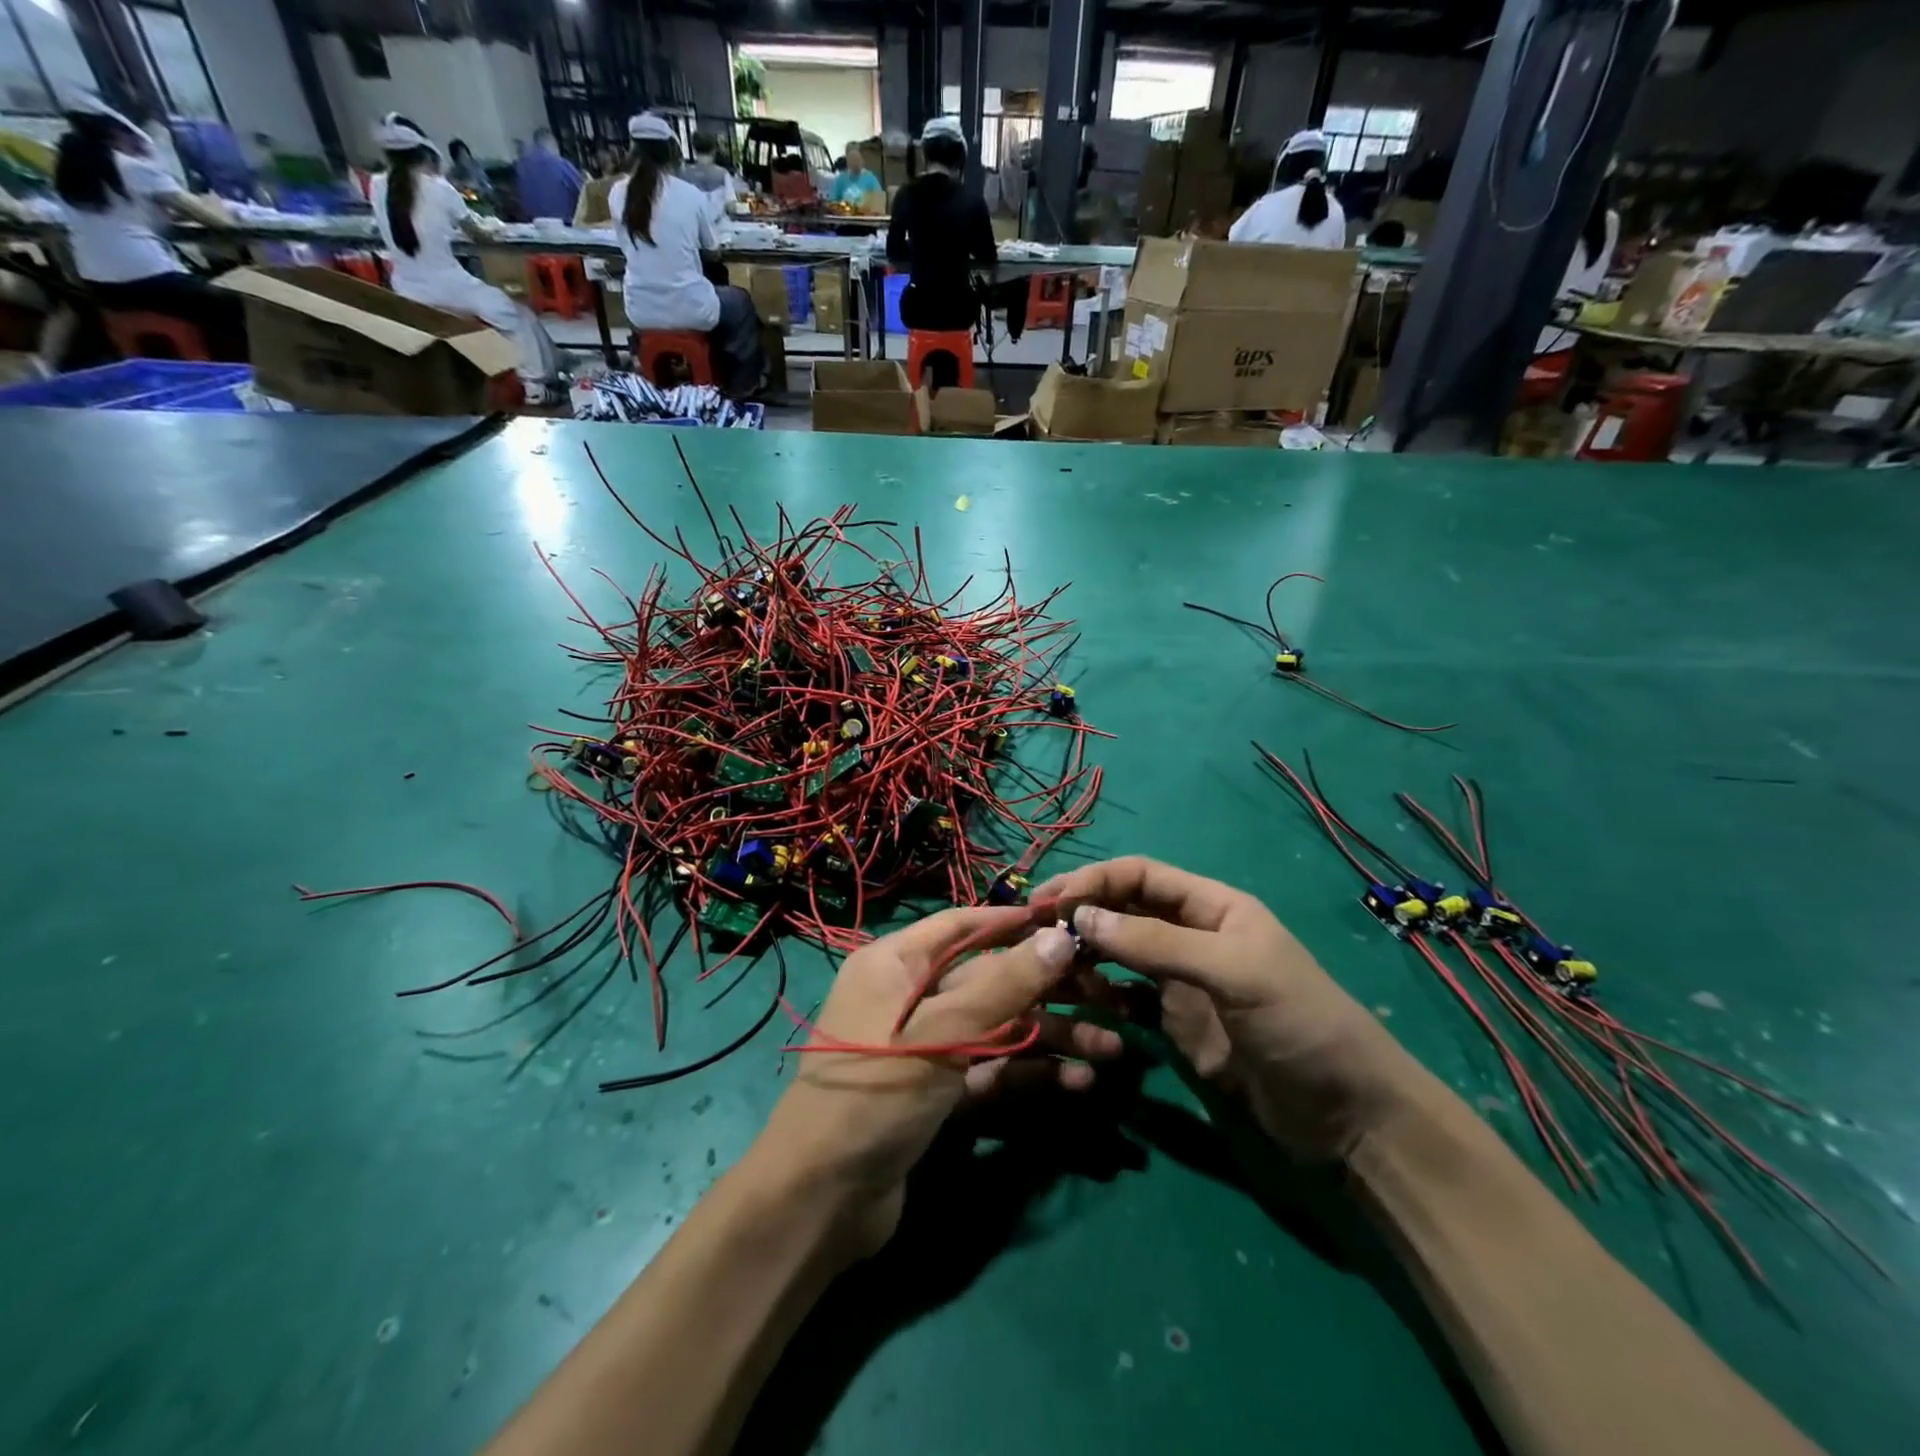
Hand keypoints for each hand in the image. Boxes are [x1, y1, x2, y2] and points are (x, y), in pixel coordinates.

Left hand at [756, 906, 1120, 1257]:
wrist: (820, 1202)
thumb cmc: (875, 1093)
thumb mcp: (941, 1034)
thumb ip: (1003, 985)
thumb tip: (1060, 937)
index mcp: (896, 963)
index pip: (963, 925)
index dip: (1015, 921)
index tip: (1070, 922)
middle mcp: (911, 996)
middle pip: (989, 979)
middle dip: (1048, 989)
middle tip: (1109, 995)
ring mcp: (926, 1047)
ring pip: (998, 1028)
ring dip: (1050, 1037)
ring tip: (1111, 1049)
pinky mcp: (938, 1093)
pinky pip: (991, 1070)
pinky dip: (1029, 1073)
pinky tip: (1078, 1083)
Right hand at [1031, 857, 1421, 1161]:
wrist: (1347, 1118)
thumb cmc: (1299, 1024)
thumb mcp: (1232, 971)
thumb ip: (1156, 943)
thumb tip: (1080, 917)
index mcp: (1212, 907)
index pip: (1140, 875)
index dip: (1095, 881)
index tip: (1052, 900)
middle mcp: (1191, 936)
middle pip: (1124, 911)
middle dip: (1081, 914)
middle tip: (1033, 929)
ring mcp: (1181, 982)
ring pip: (1118, 954)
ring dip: (1085, 955)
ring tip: (1051, 968)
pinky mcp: (1175, 1025)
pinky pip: (1126, 999)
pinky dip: (1100, 996)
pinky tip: (1079, 1002)